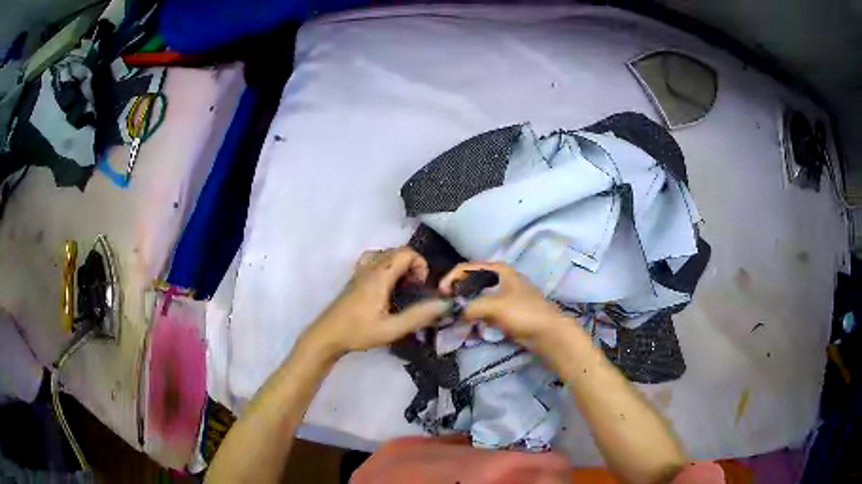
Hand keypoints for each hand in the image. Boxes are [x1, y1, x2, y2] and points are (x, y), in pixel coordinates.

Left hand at [303, 247, 449, 357]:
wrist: (327, 335)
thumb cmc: (358, 332)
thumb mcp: (392, 329)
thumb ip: (419, 316)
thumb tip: (445, 304)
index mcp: (380, 276)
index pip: (406, 252)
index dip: (420, 265)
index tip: (420, 286)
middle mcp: (370, 268)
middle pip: (397, 251)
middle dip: (412, 266)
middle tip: (414, 289)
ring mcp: (360, 272)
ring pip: (385, 254)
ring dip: (398, 265)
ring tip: (401, 287)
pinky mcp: (354, 279)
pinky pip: (374, 260)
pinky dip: (386, 267)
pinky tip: (385, 288)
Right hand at [440, 262, 567, 348]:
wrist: (547, 332)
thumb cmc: (523, 312)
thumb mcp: (493, 306)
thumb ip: (469, 307)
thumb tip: (453, 314)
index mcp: (498, 269)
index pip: (465, 268)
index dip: (450, 279)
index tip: (440, 295)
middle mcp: (499, 278)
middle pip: (470, 282)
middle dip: (455, 294)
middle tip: (444, 308)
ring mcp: (502, 295)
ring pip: (475, 297)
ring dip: (463, 307)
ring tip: (452, 318)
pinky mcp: (504, 311)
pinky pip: (483, 311)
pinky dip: (473, 316)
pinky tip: (466, 325)